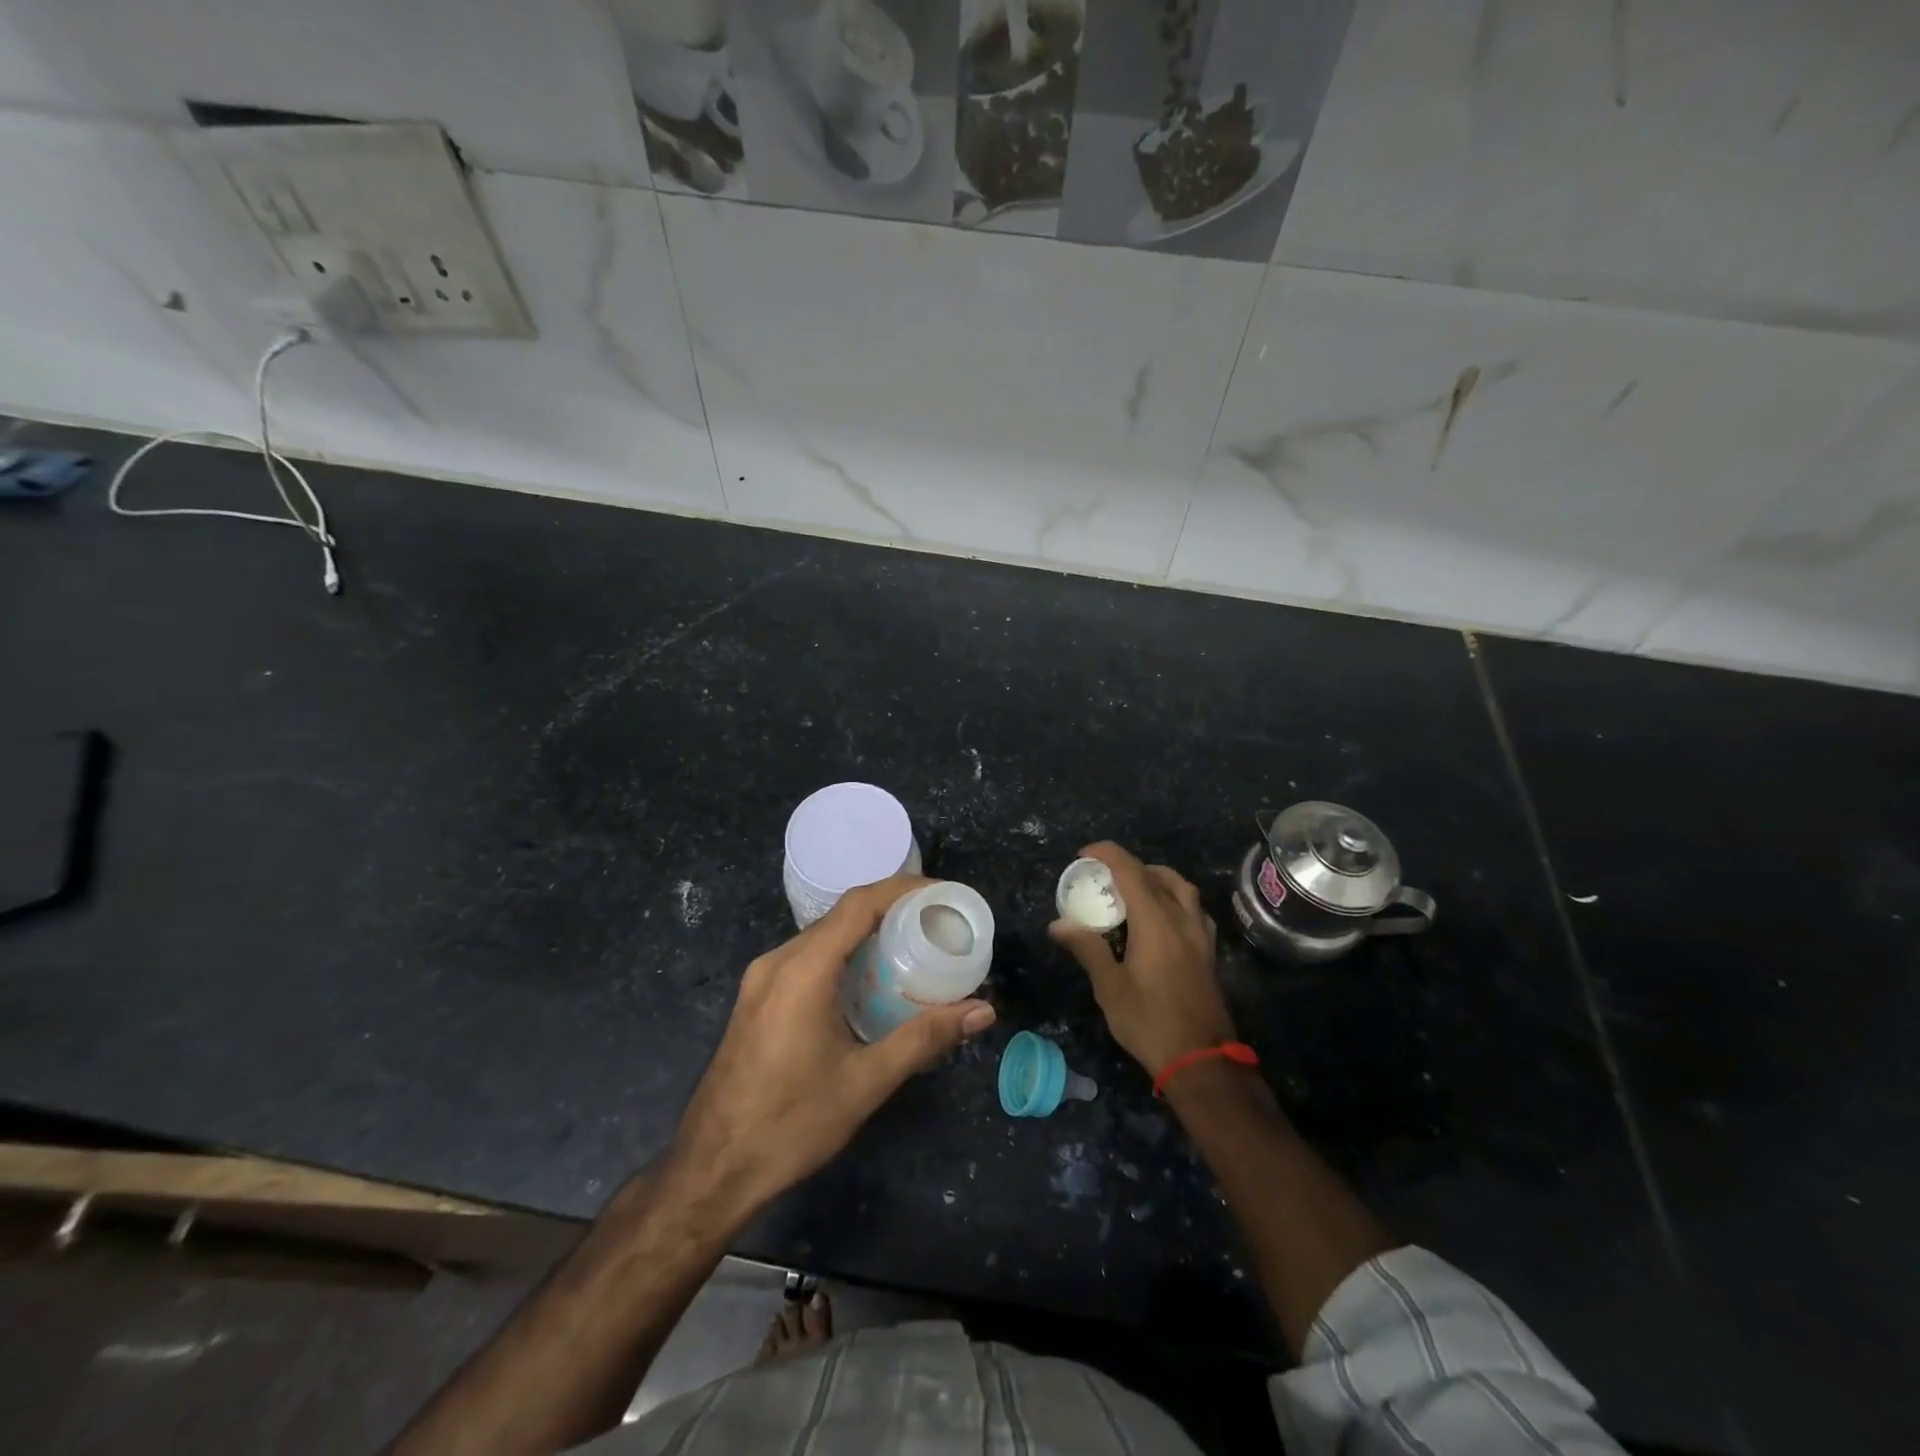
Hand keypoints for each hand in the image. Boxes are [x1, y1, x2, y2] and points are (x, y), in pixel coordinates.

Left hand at [669, 875, 996, 1220]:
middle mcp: (777, 961)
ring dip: (867, 933)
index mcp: (802, 970)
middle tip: (937, 922)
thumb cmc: (790, 1124)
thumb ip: (925, 1038)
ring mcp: (762, 980)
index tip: (943, 893)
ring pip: (823, 937)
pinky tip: (871, 980)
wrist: (711, 1170)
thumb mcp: (866, 1082)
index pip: (858, 904)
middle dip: (891, 909)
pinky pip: (807, 958)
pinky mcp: (757, 999)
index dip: (903, 888)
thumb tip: (982, 1012)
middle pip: (841, 916)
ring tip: (913, 945)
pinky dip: (844, 955)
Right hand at [1049, 842, 1234, 1075]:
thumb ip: (1087, 948)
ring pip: (1182, 889)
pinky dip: (1176, 899)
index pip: (1131, 872)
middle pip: (1158, 875)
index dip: (1108, 854)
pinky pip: (1194, 909)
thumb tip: (1057, 924)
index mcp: (1156, 923)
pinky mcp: (1209, 952)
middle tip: (1104, 876)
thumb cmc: (1150, 1022)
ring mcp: (1200, 936)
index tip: (1084, 854)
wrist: (1201, 1061)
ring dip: (1157, 878)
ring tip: (1134, 890)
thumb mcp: (1110, 987)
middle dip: (1129, 866)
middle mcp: (1182, 920)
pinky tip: (1163, 917)